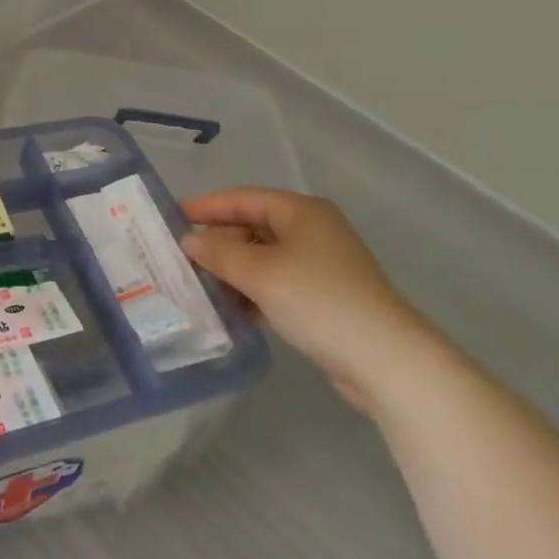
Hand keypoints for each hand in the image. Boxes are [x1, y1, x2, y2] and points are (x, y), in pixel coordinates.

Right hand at [182, 187, 438, 413]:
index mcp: (301, 211)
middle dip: (219, 244)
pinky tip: (234, 312)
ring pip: (264, 258)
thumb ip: (219, 253)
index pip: (242, 198)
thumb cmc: (319, 301)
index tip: (172, 216)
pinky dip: (254, 292)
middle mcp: (312, 230)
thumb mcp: (260, 273)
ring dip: (234, 272)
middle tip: (184, 260)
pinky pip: (277, 283)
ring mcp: (321, 264)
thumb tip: (190, 241)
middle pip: (252, 227)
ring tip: (201, 288)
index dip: (206, 206)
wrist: (386, 360)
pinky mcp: (325, 296)